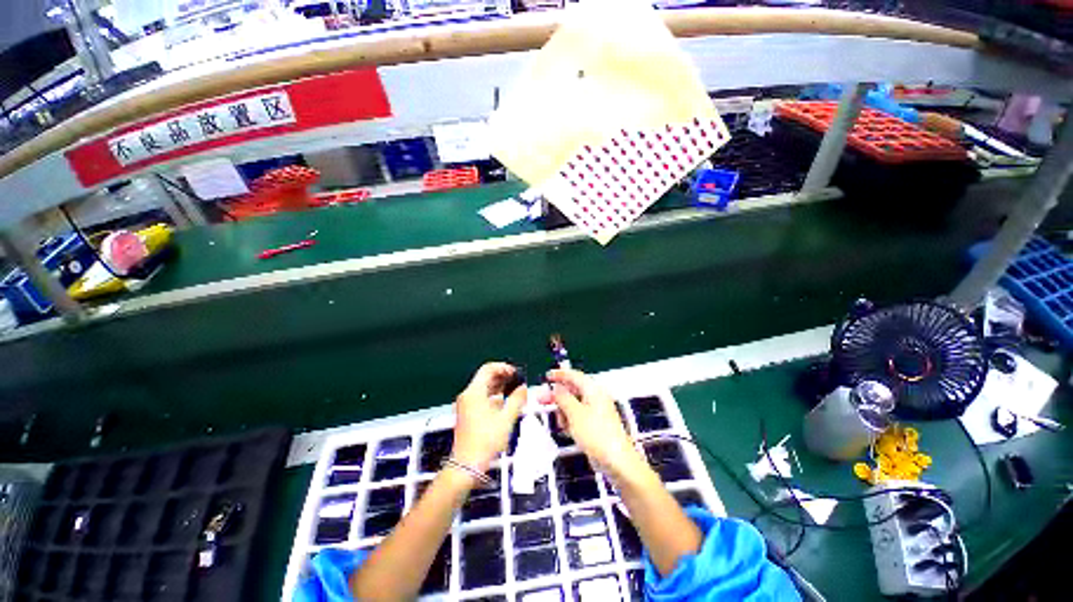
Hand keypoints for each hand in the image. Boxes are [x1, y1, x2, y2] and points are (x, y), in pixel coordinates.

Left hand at [451, 362, 526, 473]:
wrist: (466, 466)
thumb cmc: (486, 441)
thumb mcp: (506, 419)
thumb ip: (517, 400)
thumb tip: (523, 387)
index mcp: (474, 392)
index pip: (488, 368)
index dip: (504, 368)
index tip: (516, 374)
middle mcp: (468, 395)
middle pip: (485, 377)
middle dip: (503, 376)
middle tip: (518, 381)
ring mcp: (466, 404)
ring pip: (484, 387)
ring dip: (499, 386)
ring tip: (515, 390)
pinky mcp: (467, 413)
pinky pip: (481, 397)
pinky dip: (493, 395)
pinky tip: (505, 402)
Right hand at [544, 369, 645, 477]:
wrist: (616, 461)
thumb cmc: (597, 434)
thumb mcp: (575, 413)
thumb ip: (563, 398)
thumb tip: (556, 388)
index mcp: (593, 390)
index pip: (574, 376)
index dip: (560, 375)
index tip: (547, 377)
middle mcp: (596, 398)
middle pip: (572, 390)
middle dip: (557, 396)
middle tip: (542, 399)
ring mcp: (596, 412)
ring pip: (573, 405)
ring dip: (563, 411)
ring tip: (560, 422)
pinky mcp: (595, 425)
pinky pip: (578, 417)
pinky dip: (570, 420)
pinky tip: (567, 429)